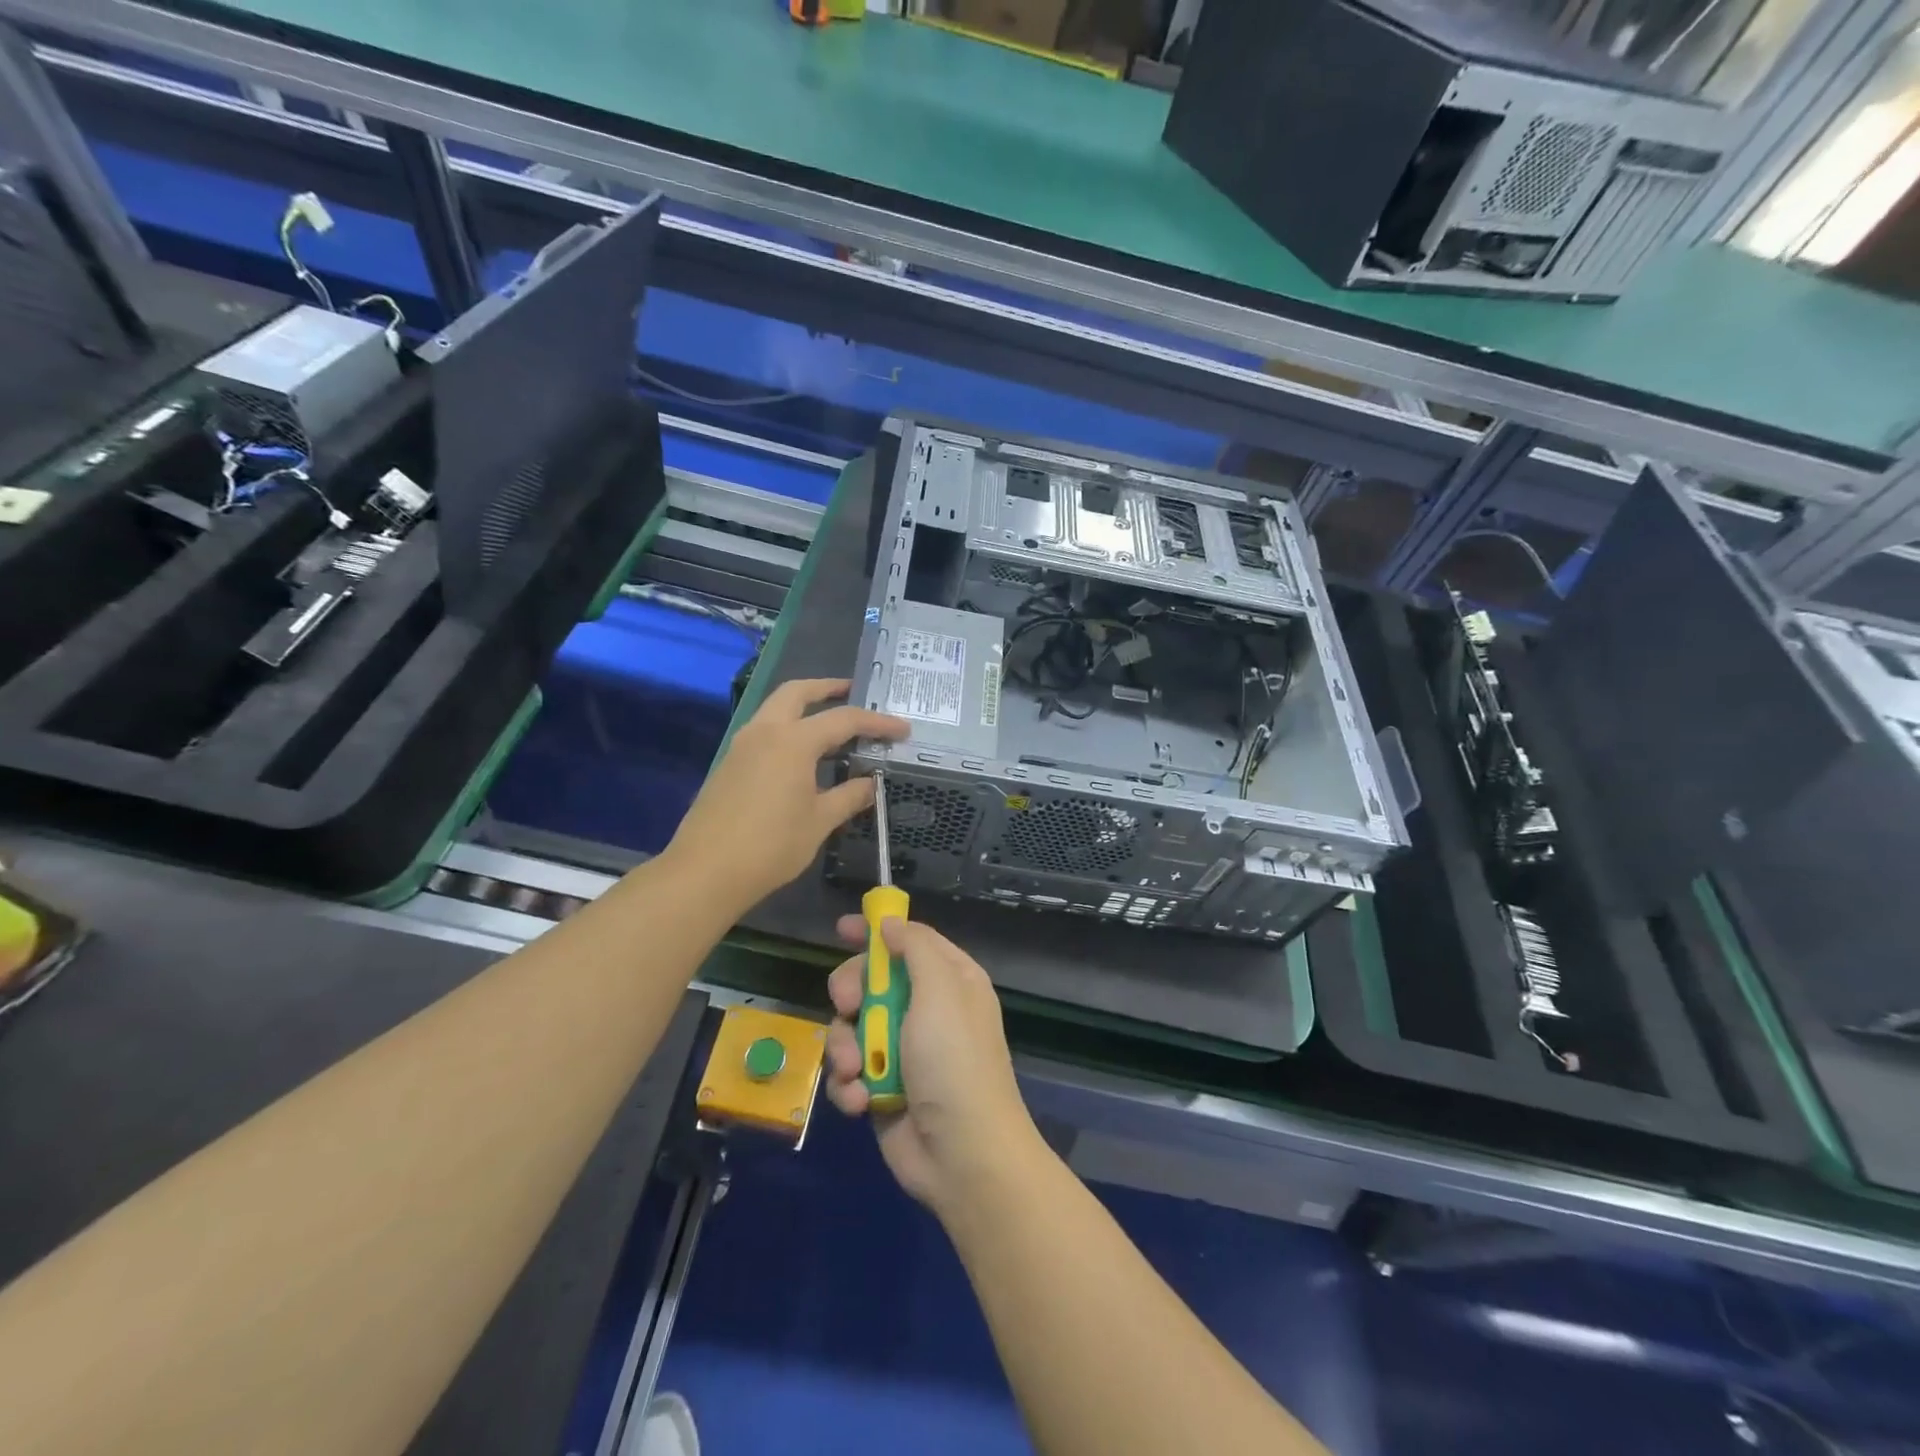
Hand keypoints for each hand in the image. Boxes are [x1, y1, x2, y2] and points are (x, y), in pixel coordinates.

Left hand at [667, 679, 906, 911]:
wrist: (705, 872)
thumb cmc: (771, 846)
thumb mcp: (819, 821)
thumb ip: (849, 796)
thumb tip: (871, 784)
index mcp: (793, 741)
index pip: (844, 720)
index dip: (877, 723)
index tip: (902, 729)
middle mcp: (765, 731)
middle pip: (798, 692)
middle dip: (827, 688)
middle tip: (853, 692)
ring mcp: (742, 745)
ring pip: (776, 708)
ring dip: (804, 706)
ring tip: (832, 724)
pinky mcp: (730, 763)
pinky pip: (765, 731)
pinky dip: (788, 728)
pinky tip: (803, 755)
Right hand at [823, 915, 1040, 1215]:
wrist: (963, 1156)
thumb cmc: (954, 1061)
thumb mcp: (941, 991)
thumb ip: (915, 948)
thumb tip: (891, 923)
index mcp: (949, 980)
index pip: (909, 940)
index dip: (877, 931)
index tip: (842, 928)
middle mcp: (925, 1010)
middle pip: (870, 980)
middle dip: (851, 992)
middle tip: (847, 1006)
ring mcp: (901, 1051)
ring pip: (850, 1028)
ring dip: (845, 1047)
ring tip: (857, 1069)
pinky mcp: (881, 1088)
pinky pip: (849, 1072)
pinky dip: (849, 1085)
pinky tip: (860, 1100)